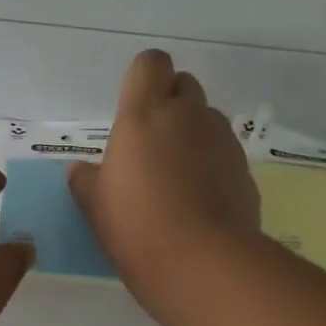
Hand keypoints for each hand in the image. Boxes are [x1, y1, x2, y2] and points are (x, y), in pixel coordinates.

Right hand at [69, 50, 260, 301]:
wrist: (203, 263)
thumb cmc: (136, 225)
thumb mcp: (94, 204)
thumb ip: (86, 179)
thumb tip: (81, 170)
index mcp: (145, 113)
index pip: (151, 63)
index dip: (144, 77)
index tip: (133, 106)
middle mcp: (188, 115)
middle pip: (184, 84)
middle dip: (170, 102)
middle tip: (151, 142)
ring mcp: (222, 141)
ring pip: (207, 119)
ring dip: (192, 133)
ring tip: (177, 176)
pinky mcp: (244, 170)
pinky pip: (224, 153)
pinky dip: (212, 164)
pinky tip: (199, 200)